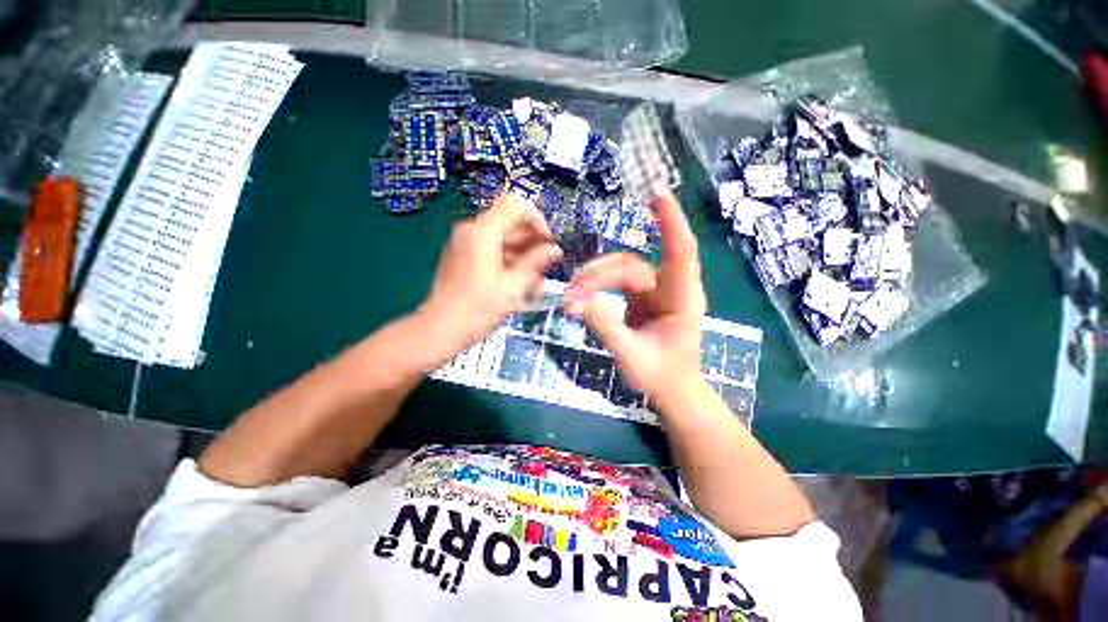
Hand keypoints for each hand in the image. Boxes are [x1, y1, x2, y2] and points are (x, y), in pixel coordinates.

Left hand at [419, 194, 562, 360]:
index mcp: (482, 233)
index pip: (516, 205)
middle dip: (532, 243)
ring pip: (504, 238)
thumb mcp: (512, 287)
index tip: (547, 243)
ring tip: (535, 282)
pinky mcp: (464, 254)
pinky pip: (493, 248)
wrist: (440, 329)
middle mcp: (471, 230)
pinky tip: (519, 283)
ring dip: (523, 255)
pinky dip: (509, 261)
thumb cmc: (478, 310)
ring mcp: (466, 242)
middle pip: (510, 223)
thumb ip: (535, 263)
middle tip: (545, 267)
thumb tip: (555, 249)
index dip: (537, 220)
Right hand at [564, 192, 706, 398]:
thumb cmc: (661, 376)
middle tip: (571, 295)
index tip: (657, 194)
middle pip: (630, 265)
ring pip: (620, 271)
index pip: (681, 251)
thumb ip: (606, 327)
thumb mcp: (631, 355)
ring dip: (594, 281)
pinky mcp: (641, 297)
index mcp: (681, 299)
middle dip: (598, 276)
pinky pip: (617, 281)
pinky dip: (597, 287)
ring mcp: (654, 291)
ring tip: (572, 298)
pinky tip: (581, 298)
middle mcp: (670, 288)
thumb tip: (577, 302)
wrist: (672, 390)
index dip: (670, 221)